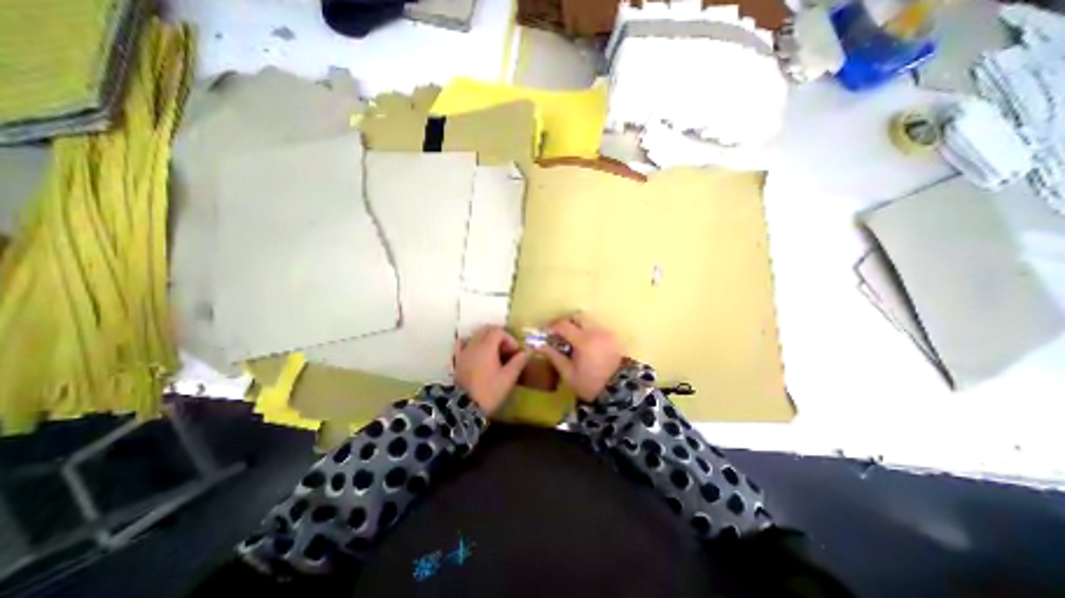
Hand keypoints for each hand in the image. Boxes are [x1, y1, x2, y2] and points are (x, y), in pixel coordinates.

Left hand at [451, 327, 528, 414]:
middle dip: (499, 336)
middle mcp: (474, 344)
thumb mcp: (508, 378)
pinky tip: (476, 350)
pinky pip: (463, 344)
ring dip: (486, 338)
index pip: (499, 331)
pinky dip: (471, 342)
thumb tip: (528, 352)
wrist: (464, 407)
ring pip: (476, 335)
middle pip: (486, 329)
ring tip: (494, 352)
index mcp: (487, 347)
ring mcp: (464, 351)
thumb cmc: (489, 391)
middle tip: (507, 350)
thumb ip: (518, 362)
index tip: (515, 352)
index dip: (509, 339)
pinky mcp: (457, 360)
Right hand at [537, 314, 621, 400]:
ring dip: (577, 327)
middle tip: (559, 335)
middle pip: (577, 316)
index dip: (552, 327)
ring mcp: (606, 333)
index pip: (563, 324)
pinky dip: (588, 332)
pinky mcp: (613, 338)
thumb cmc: (590, 384)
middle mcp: (595, 332)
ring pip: (588, 321)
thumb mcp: (568, 373)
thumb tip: (540, 345)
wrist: (619, 392)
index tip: (546, 334)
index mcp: (583, 340)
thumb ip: (554, 356)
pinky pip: (596, 328)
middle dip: (566, 323)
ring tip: (572, 342)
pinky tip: (585, 346)